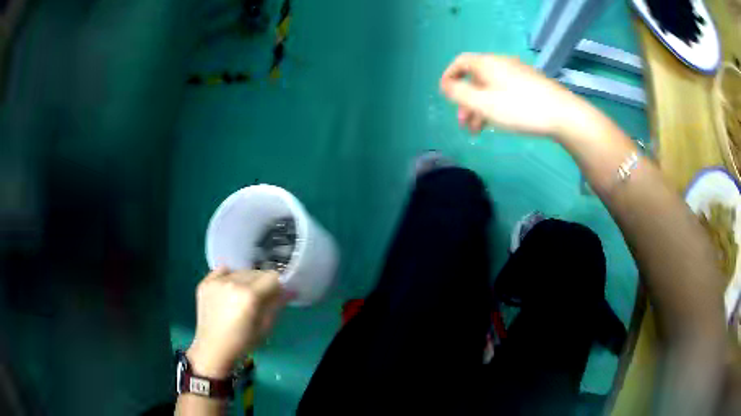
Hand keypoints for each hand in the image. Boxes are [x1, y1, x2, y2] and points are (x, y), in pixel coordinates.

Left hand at [187, 268, 285, 377]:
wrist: (213, 349)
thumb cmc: (243, 342)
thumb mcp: (265, 327)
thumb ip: (277, 304)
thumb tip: (290, 289)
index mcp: (250, 295)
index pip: (272, 276)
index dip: (277, 285)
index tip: (276, 295)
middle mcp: (233, 282)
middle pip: (256, 272)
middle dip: (262, 283)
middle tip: (259, 300)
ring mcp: (217, 281)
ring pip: (240, 271)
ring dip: (246, 281)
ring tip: (241, 297)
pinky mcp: (205, 282)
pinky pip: (223, 270)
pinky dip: (229, 277)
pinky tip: (228, 291)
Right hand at [440, 53, 580, 136]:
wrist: (563, 115)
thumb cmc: (520, 108)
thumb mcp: (483, 103)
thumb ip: (459, 94)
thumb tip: (446, 85)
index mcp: (488, 64)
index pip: (460, 62)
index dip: (449, 76)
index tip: (445, 95)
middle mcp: (501, 64)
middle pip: (476, 78)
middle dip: (466, 100)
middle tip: (464, 123)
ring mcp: (518, 73)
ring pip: (491, 87)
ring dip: (480, 106)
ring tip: (479, 130)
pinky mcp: (531, 84)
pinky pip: (505, 91)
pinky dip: (496, 104)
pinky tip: (499, 121)